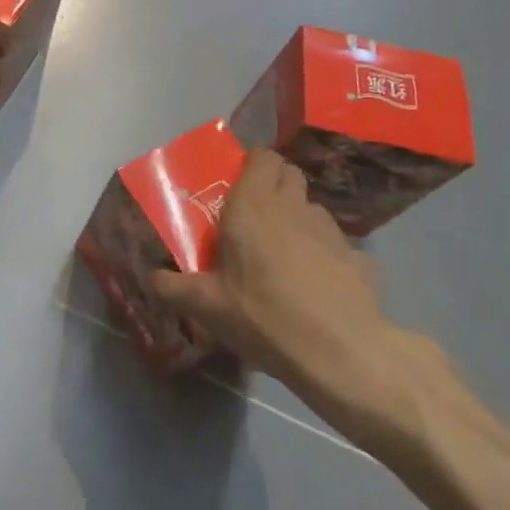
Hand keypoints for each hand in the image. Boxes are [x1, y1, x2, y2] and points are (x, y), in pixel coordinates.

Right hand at [145, 149, 444, 453]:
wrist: (342, 353)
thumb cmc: (264, 316)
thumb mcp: (205, 307)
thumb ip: (171, 287)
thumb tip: (150, 278)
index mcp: (253, 205)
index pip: (260, 156)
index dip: (250, 164)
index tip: (233, 186)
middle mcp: (293, 207)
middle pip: (288, 173)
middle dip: (272, 183)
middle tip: (252, 215)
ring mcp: (331, 230)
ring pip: (311, 206)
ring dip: (296, 217)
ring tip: (283, 251)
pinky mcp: (359, 257)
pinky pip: (335, 242)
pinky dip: (323, 252)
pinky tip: (316, 283)